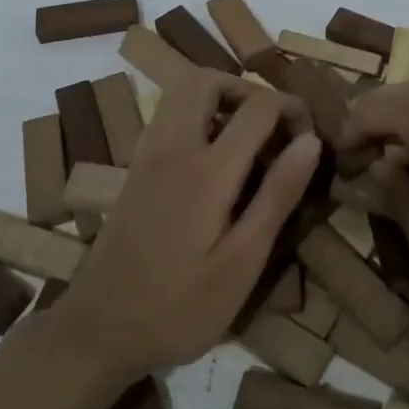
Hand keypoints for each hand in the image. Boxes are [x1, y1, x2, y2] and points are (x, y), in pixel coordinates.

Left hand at [56, 70, 320, 380]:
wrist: (98, 329)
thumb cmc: (179, 306)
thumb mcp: (242, 262)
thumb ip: (277, 195)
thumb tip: (310, 140)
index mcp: (207, 170)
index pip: (258, 106)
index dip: (292, 109)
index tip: (310, 138)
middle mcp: (173, 147)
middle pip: (208, 80)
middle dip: (248, 90)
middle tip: (273, 127)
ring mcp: (147, 154)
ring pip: (182, 92)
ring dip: (220, 98)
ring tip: (248, 140)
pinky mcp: (134, 167)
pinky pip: (167, 115)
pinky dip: (196, 114)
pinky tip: (213, 158)